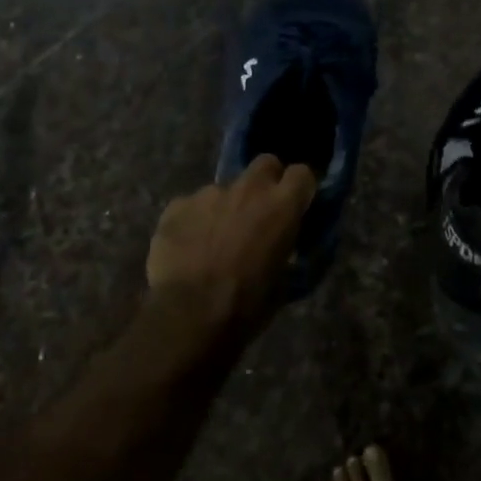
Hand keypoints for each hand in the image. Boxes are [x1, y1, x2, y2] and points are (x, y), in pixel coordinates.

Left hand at [146, 155, 317, 329]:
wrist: (190, 315)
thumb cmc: (247, 304)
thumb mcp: (284, 281)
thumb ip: (287, 249)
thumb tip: (287, 244)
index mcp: (281, 206)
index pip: (302, 174)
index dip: (300, 188)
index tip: (297, 205)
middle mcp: (248, 189)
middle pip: (265, 164)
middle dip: (266, 182)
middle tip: (259, 212)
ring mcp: (209, 193)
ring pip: (225, 189)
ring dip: (226, 207)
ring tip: (215, 240)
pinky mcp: (177, 205)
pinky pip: (192, 206)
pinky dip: (194, 221)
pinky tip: (188, 248)